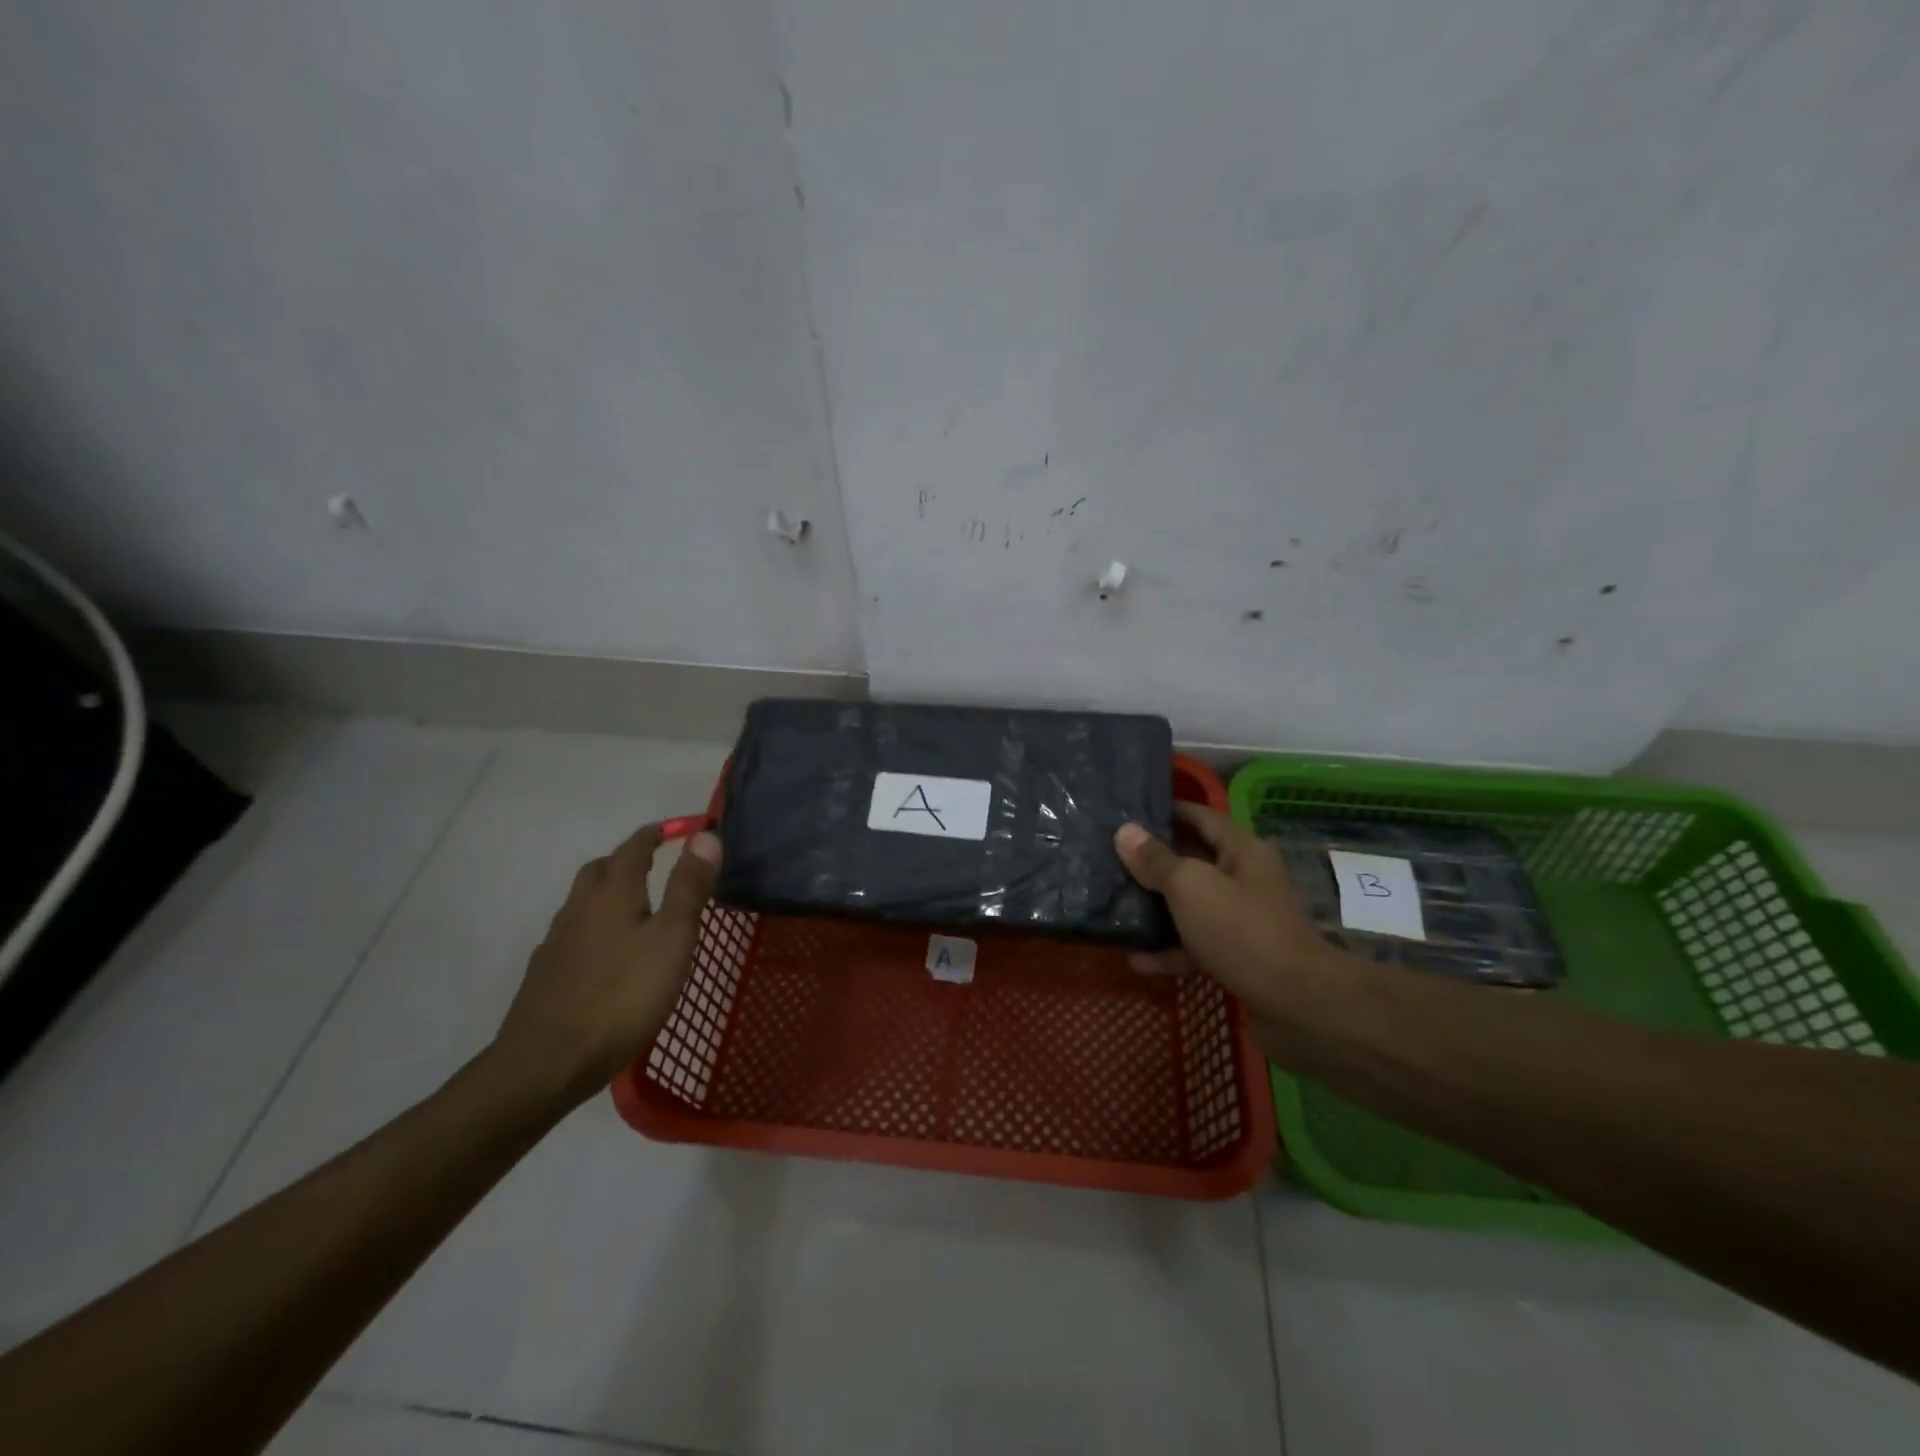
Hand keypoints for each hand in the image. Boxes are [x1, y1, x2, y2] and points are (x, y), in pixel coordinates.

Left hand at [490, 825, 721, 1108]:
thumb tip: (706, 835)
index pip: (634, 848)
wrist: (547, 1063)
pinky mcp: (546, 974)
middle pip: (600, 869)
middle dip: (626, 860)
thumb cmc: (623, 996)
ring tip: (637, 910)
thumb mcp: (673, 939)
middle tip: (654, 866)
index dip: (655, 835)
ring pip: (583, 901)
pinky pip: (573, 934)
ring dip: (608, 893)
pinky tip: (608, 955)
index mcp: (613, 892)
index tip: (675, 830)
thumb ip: (689, 887)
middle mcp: (580, 907)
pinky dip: (594, 928)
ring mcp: (557, 941)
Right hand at [1114, 804, 1336, 1029]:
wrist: (1296, 1004)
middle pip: (1191, 859)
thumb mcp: (1190, 887)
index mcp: (1241, 850)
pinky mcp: (1237, 955)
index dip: (1163, 811)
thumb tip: (1125, 831)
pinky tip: (1137, 958)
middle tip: (1108, 858)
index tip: (1124, 812)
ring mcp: (1242, 919)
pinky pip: (1195, 943)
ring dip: (1156, 907)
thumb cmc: (1241, 930)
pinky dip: (1169, 949)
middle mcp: (1244, 878)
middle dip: (1152, 860)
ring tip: (1115, 906)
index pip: (1198, 816)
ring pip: (1190, 904)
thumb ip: (1155, 860)